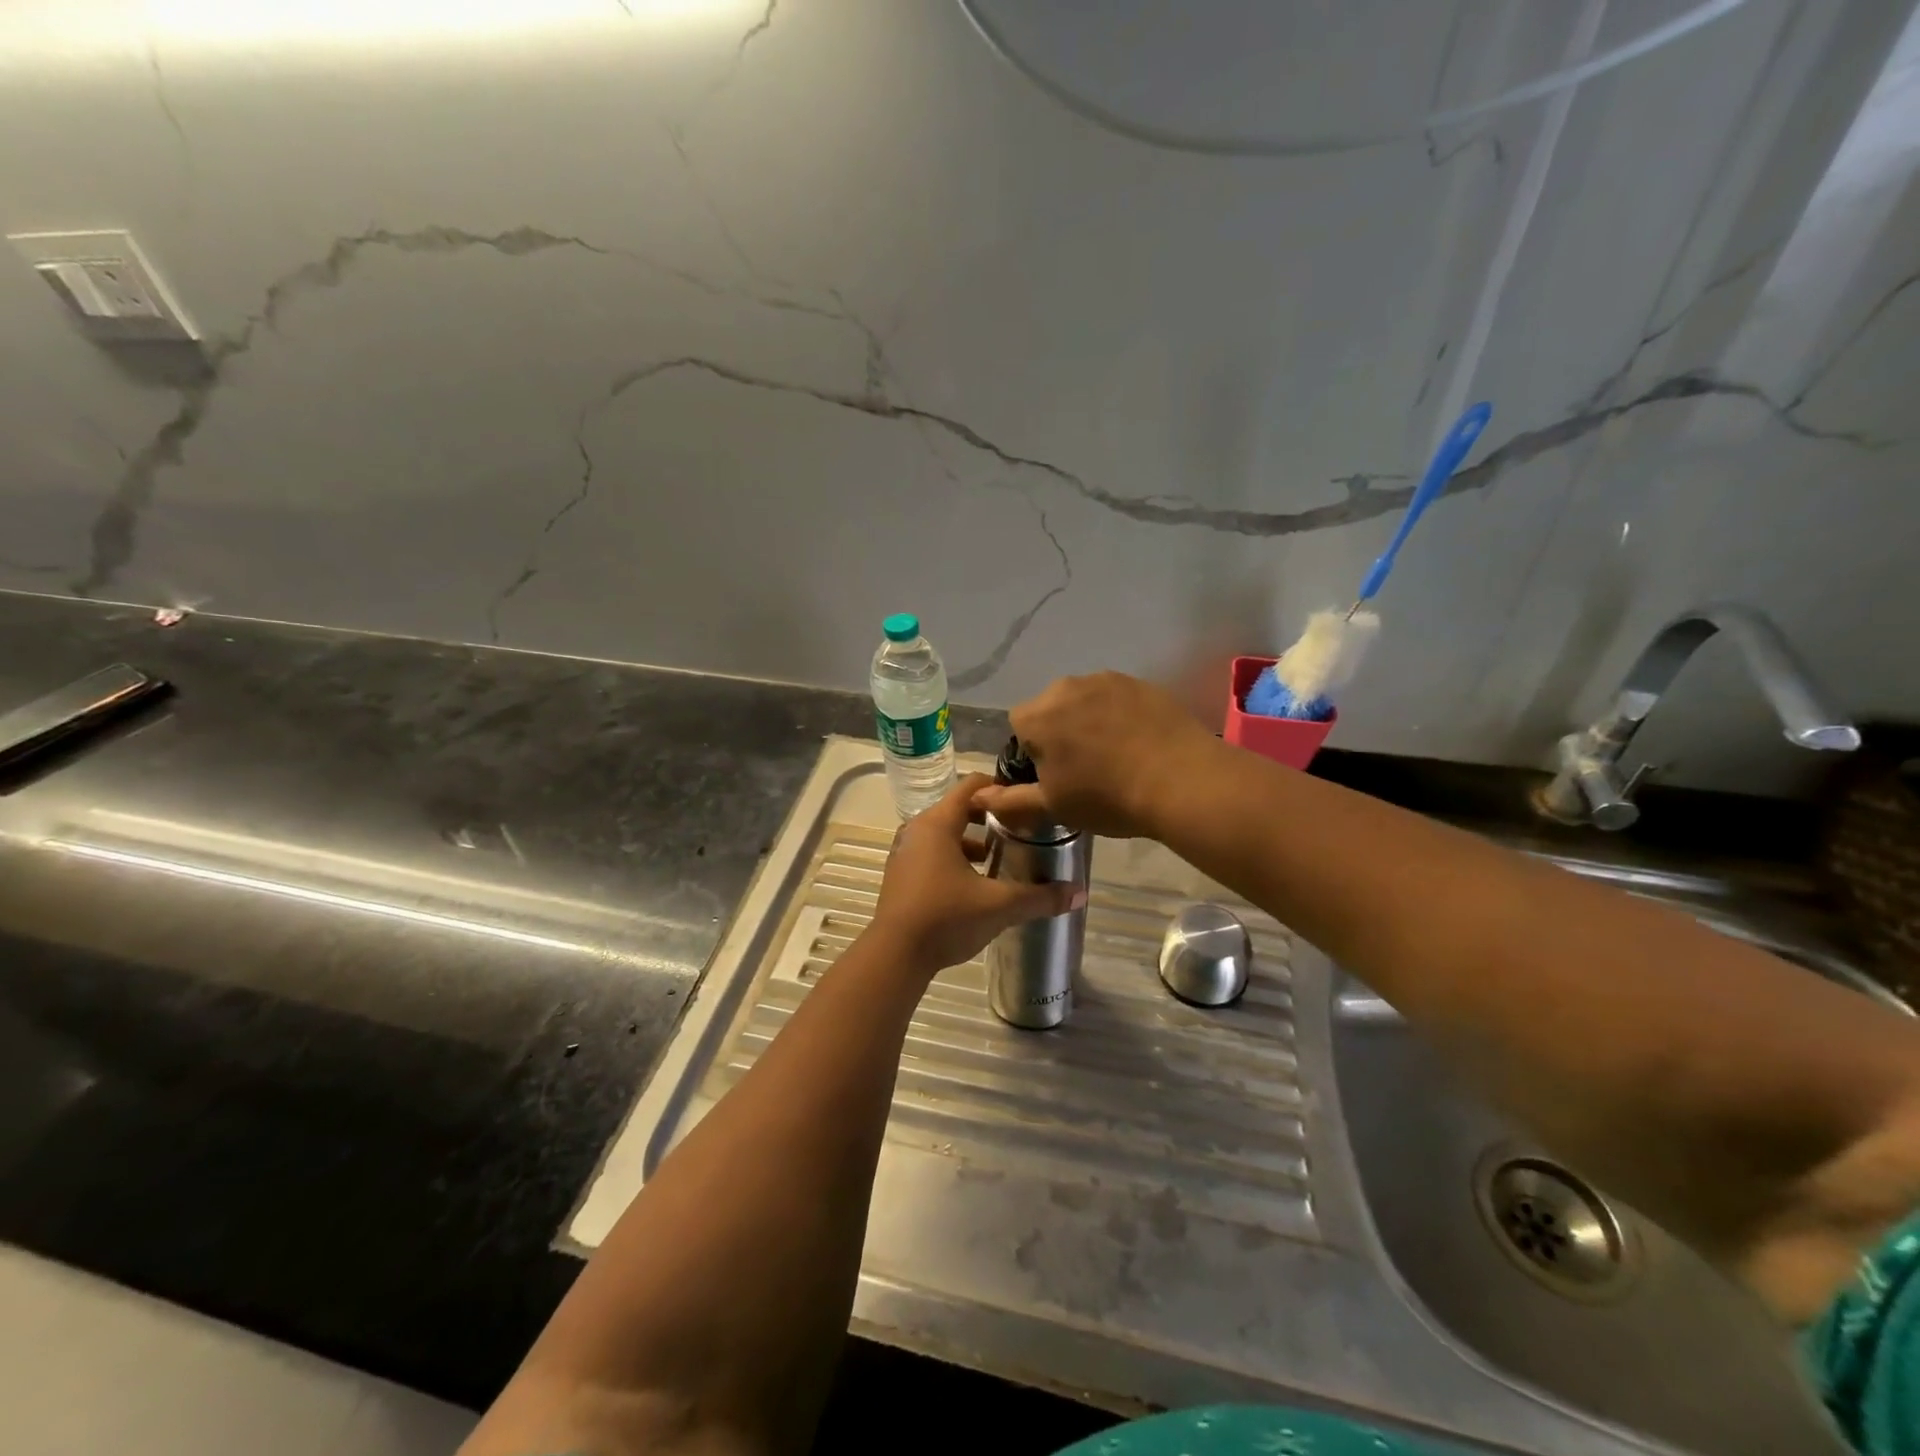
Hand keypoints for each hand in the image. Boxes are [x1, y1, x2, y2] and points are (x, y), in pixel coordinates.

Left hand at [869, 773, 1080, 974]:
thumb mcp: (999, 906)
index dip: (999, 788)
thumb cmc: (946, 918)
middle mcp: (917, 829)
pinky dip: (952, 857)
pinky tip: (972, 883)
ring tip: (998, 857)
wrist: (895, 956)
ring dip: (969, 840)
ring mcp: (904, 852)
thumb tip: (1080, 892)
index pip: (971, 786)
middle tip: (1019, 828)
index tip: (1025, 800)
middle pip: (957, 808)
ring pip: (943, 833)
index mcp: (938, 823)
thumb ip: (1040, 897)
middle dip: (988, 816)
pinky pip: (930, 852)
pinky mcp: (899, 874)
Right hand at [972, 672, 1218, 838]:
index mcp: (1037, 715)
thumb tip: (977, 797)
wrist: (1181, 781)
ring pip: (1085, 701)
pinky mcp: (1141, 682)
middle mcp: (1066, 687)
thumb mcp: (1053, 806)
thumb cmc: (1107, 797)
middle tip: (1085, 768)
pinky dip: (1121, 715)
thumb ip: (1010, 800)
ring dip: (1090, 721)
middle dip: (1060, 732)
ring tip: (1116, 755)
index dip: (1033, 752)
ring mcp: (1106, 680)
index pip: (1019, 726)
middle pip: (1051, 708)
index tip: (1055, 775)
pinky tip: (1139, 743)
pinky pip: (1117, 698)